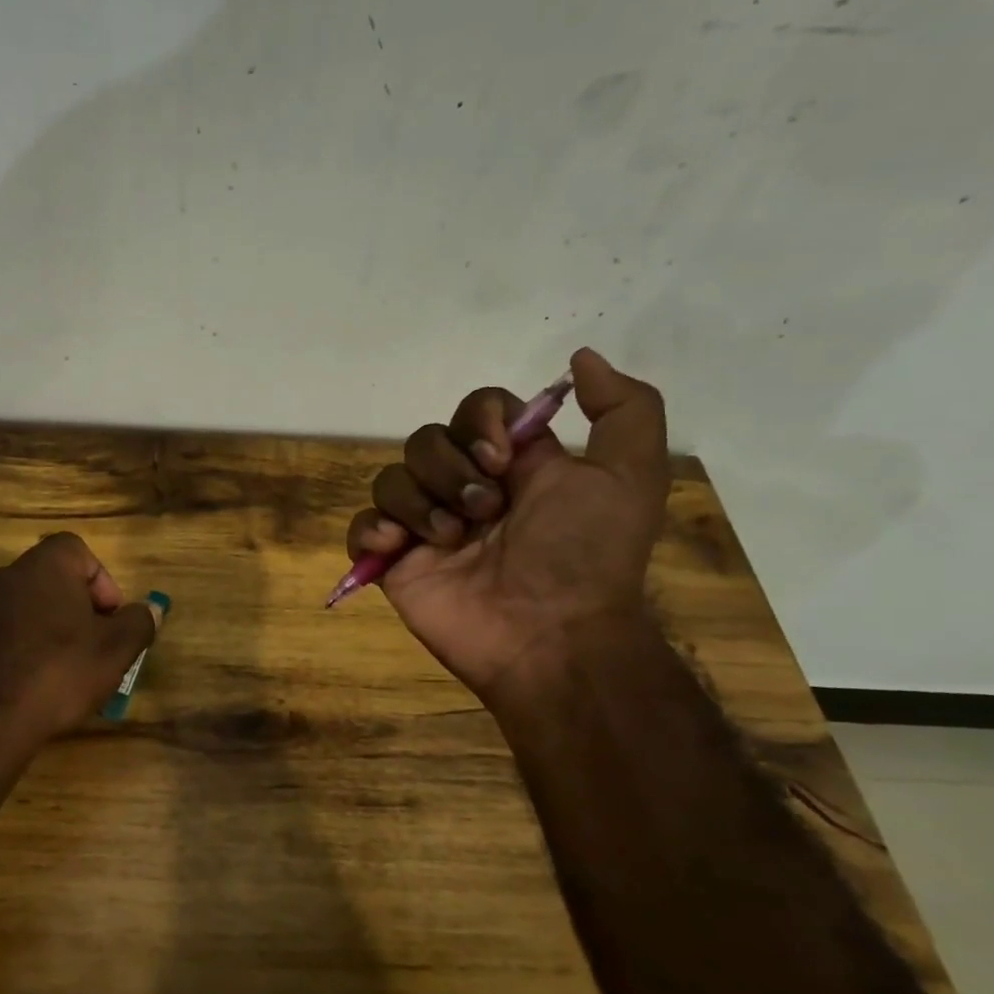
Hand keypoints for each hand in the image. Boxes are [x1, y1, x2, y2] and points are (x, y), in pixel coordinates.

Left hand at [0, 533, 157, 766]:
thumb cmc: (57, 672)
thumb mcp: (114, 650)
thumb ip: (138, 623)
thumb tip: (151, 609)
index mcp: (44, 566)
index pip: (77, 550)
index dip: (101, 581)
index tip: (110, 619)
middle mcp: (6, 576)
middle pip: (53, 580)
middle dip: (80, 611)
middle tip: (95, 648)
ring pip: (28, 609)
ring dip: (51, 632)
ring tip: (67, 674)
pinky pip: (4, 635)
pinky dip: (23, 651)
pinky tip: (33, 687)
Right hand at [345, 348, 668, 701]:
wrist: (550, 636)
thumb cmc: (585, 555)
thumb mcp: (631, 476)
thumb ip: (624, 409)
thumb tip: (581, 357)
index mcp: (512, 465)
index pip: (475, 409)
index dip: (479, 422)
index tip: (502, 459)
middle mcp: (464, 488)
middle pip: (425, 440)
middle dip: (451, 470)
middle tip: (484, 512)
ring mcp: (426, 526)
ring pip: (390, 478)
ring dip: (420, 503)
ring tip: (451, 541)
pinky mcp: (395, 562)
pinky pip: (363, 526)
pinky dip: (373, 530)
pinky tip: (400, 546)